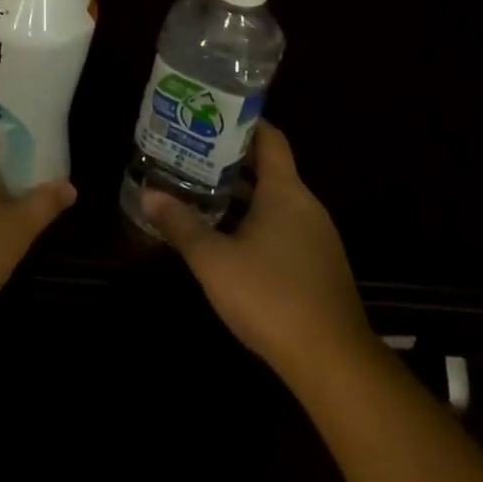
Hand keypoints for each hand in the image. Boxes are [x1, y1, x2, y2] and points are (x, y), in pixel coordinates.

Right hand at [141, 122, 375, 392]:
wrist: (333, 363)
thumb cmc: (271, 296)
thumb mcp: (213, 260)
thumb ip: (181, 224)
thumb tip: (149, 193)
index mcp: (285, 191)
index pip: (269, 138)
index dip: (243, 123)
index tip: (210, 118)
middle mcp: (306, 205)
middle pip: (269, 169)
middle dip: (231, 162)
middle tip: (191, 156)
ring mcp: (317, 237)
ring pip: (275, 202)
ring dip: (242, 196)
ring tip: (201, 193)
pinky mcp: (319, 267)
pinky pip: (284, 228)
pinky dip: (256, 223)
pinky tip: (228, 239)